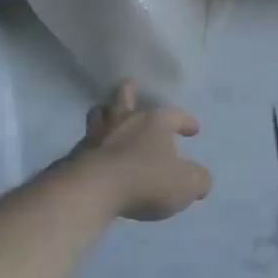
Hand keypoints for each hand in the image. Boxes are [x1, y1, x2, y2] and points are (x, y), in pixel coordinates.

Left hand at [68, 82, 211, 222]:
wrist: (93, 189)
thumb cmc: (146, 180)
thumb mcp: (186, 185)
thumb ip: (199, 180)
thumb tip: (201, 180)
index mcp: (154, 122)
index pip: (175, 114)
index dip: (186, 121)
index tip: (193, 130)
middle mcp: (125, 121)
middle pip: (125, 97)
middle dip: (131, 92)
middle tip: (132, 87)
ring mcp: (97, 135)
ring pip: (99, 114)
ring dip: (106, 113)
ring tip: (107, 115)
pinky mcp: (76, 154)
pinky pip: (86, 142)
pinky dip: (92, 143)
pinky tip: (95, 151)